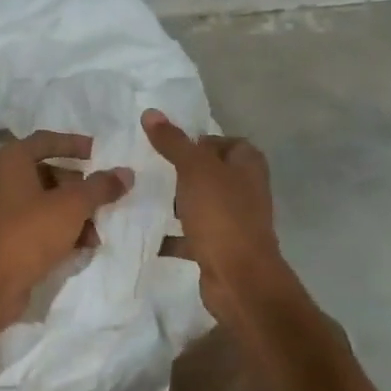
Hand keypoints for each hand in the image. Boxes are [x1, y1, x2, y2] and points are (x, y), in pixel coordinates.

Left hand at [0, 131, 133, 326]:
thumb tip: (126, 172)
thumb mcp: (72, 206)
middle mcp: (5, 178)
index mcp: (13, 160)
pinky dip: (63, 228)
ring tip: (98, 231)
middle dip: (81, 187)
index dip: (75, 144)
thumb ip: (100, 187)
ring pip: (50, 200)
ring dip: (77, 212)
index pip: (47, 140)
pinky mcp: (10, 234)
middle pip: (51, 172)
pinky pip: (43, 222)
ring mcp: (5, 207)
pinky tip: (84, 245)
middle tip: (106, 198)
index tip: (101, 153)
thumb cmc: (31, 232)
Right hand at [142, 109, 289, 324]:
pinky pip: (191, 235)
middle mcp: (245, 190)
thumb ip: (173, 142)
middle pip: (210, 173)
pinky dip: (171, 236)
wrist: (239, 278)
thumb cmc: (221, 215)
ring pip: (200, 204)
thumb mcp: (194, 170)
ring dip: (175, 203)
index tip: (168, 147)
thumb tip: (150, 112)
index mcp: (248, 165)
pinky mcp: (220, 248)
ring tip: (142, 197)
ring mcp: (234, 221)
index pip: (224, 142)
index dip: (199, 142)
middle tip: (150, 170)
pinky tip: (145, 233)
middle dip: (181, 173)